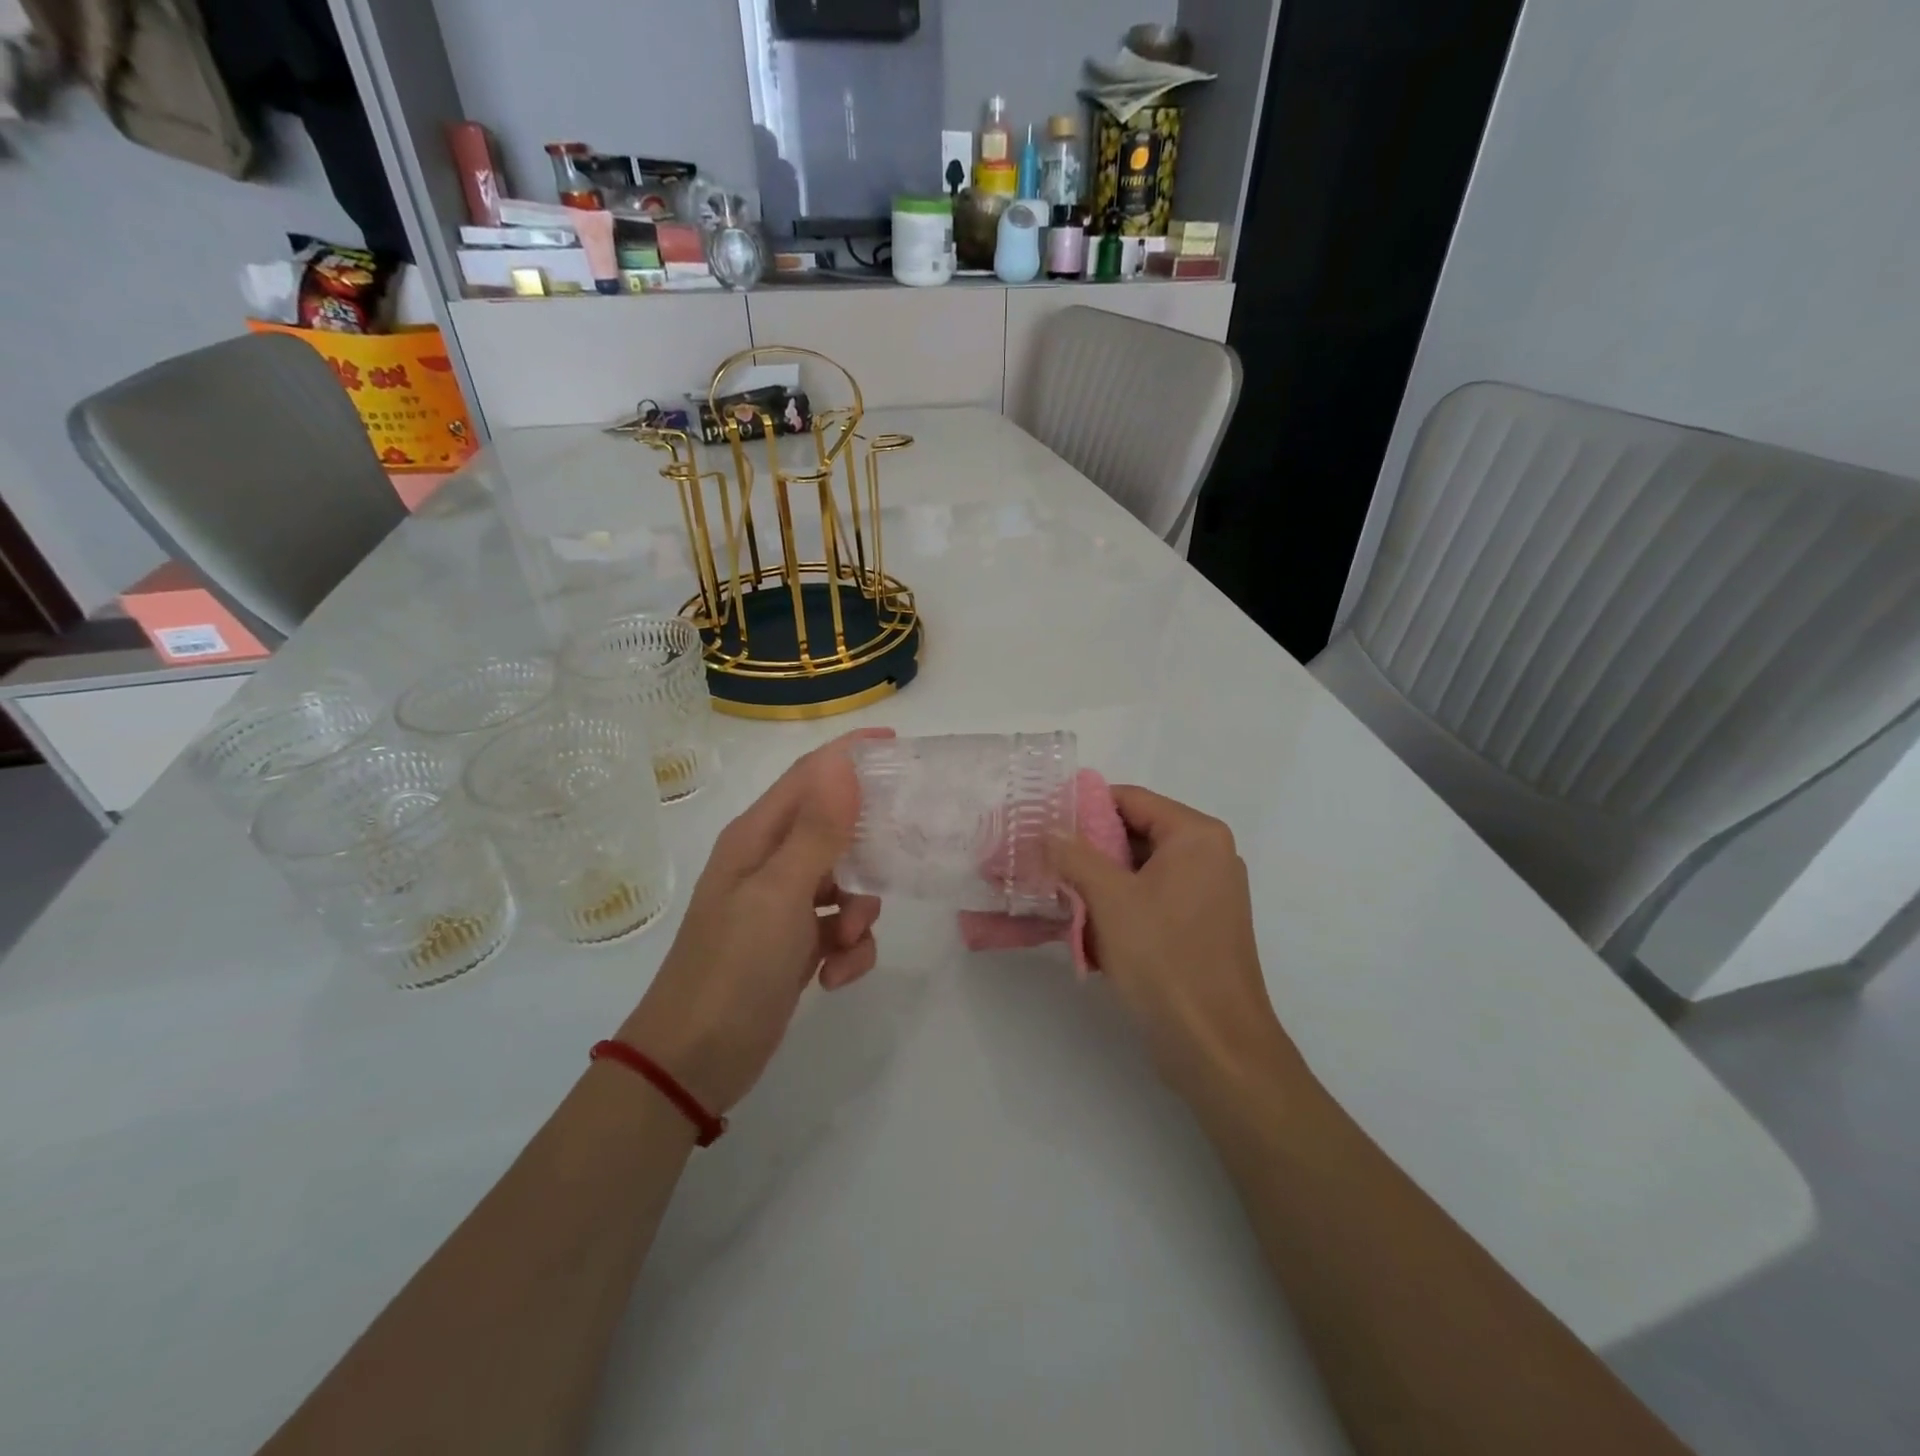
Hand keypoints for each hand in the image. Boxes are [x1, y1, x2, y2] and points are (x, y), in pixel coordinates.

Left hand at [618, 732, 887, 1112]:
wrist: (694, 1062)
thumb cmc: (733, 968)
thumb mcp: (779, 895)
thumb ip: (816, 831)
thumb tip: (842, 764)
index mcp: (757, 838)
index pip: (808, 776)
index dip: (849, 755)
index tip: (897, 743)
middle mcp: (769, 863)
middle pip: (833, 829)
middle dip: (868, 846)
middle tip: (903, 851)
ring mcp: (782, 906)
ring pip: (846, 883)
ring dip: (860, 910)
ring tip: (848, 940)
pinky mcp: (795, 946)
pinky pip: (840, 929)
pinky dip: (849, 949)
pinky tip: (834, 977)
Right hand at [1049, 787, 1306, 1105]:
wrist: (1215, 1046)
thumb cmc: (1164, 959)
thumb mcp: (1110, 899)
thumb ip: (1075, 854)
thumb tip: (1049, 827)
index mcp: (1196, 836)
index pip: (1130, 799)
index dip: (1083, 807)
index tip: (1042, 823)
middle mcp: (1208, 856)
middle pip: (1135, 833)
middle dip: (1087, 849)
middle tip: (1041, 859)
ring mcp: (1207, 894)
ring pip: (1139, 871)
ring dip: (1098, 882)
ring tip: (1055, 893)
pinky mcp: (1200, 927)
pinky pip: (1150, 900)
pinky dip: (1118, 907)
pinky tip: (1085, 927)